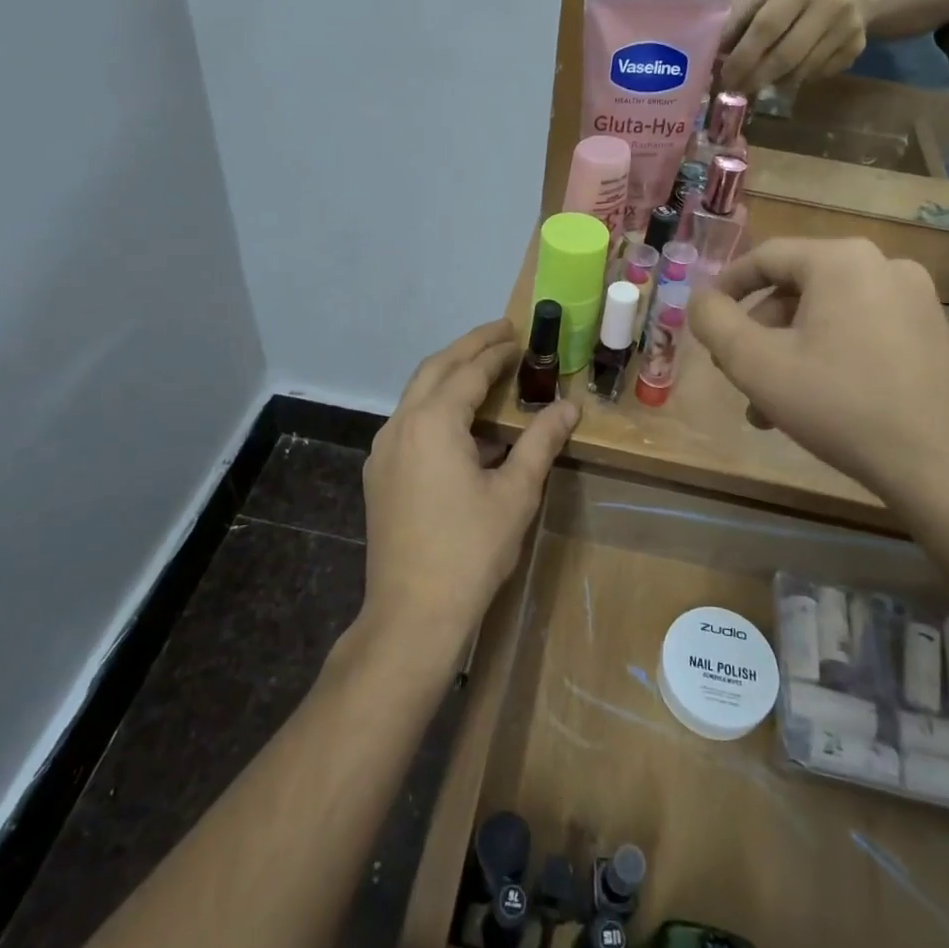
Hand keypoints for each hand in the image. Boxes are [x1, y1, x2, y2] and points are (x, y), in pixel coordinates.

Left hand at [360, 320, 577, 652]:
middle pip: (435, 369)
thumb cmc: (470, 550)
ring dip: (450, 375)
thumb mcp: (515, 493)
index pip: (468, 371)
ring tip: (485, 370)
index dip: (496, 352)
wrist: (411, 614)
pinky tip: (464, 426)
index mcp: (432, 422)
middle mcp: (400, 425)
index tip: (519, 335)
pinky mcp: (379, 474)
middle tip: (501, 333)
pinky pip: (409, 423)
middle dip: (468, 347)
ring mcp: (383, 450)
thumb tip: (569, 407)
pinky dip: (437, 408)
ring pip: (417, 395)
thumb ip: (541, 442)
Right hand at [686, 238, 948, 497]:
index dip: (727, 286)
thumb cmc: (838, 404)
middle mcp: (884, 265)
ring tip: (769, 405)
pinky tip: (815, 403)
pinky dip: (828, 356)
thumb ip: (714, 321)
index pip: (766, 257)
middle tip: (736, 371)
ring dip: (789, 352)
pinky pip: (862, 331)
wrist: (939, 466)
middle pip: (797, 289)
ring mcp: (916, 300)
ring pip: (828, 315)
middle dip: (759, 332)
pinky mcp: (933, 334)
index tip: (706, 318)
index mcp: (842, 260)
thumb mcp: (755, 363)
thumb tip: (701, 298)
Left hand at [718, 0, 870, 94]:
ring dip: (774, 82)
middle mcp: (830, 5)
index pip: (766, 27)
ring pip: (801, 71)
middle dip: (755, 77)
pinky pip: (817, 76)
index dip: (743, 56)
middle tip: (736, 89)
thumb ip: (740, 17)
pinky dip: (796, 80)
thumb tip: (715, 52)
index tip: (725, 76)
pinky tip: (788, 73)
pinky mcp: (856, 48)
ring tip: (758, 82)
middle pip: (785, 55)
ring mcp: (848, 29)